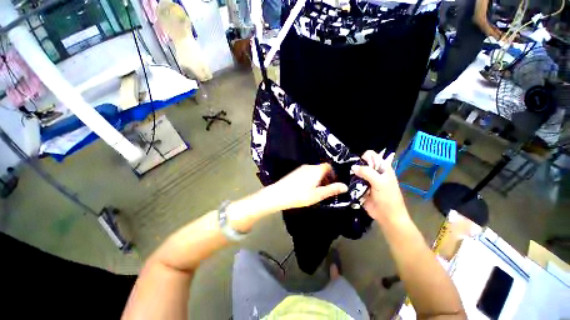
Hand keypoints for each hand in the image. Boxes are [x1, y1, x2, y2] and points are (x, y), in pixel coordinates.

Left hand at [267, 163, 347, 211]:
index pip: (328, 166)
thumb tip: (345, 186)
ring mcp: (301, 169)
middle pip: (321, 168)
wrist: (278, 194)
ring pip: (314, 171)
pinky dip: (310, 179)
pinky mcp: (295, 172)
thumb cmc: (300, 195)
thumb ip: (332, 190)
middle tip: (325, 189)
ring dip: (318, 179)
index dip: (333, 174)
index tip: (333, 183)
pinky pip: (307, 173)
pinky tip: (306, 189)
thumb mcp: (318, 195)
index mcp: (316, 170)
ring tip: (316, 191)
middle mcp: (309, 166)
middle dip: (326, 177)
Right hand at [352, 150, 408, 224]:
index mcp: (382, 167)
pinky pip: (353, 181)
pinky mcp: (360, 187)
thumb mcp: (379, 182)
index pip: (370, 154)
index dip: (364, 157)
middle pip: (361, 163)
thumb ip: (367, 172)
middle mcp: (374, 172)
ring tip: (349, 179)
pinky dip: (350, 182)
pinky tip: (347, 184)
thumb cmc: (387, 198)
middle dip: (355, 166)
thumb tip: (352, 167)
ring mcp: (366, 180)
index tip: (360, 165)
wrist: (387, 216)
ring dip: (352, 174)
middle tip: (352, 173)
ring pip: (356, 172)